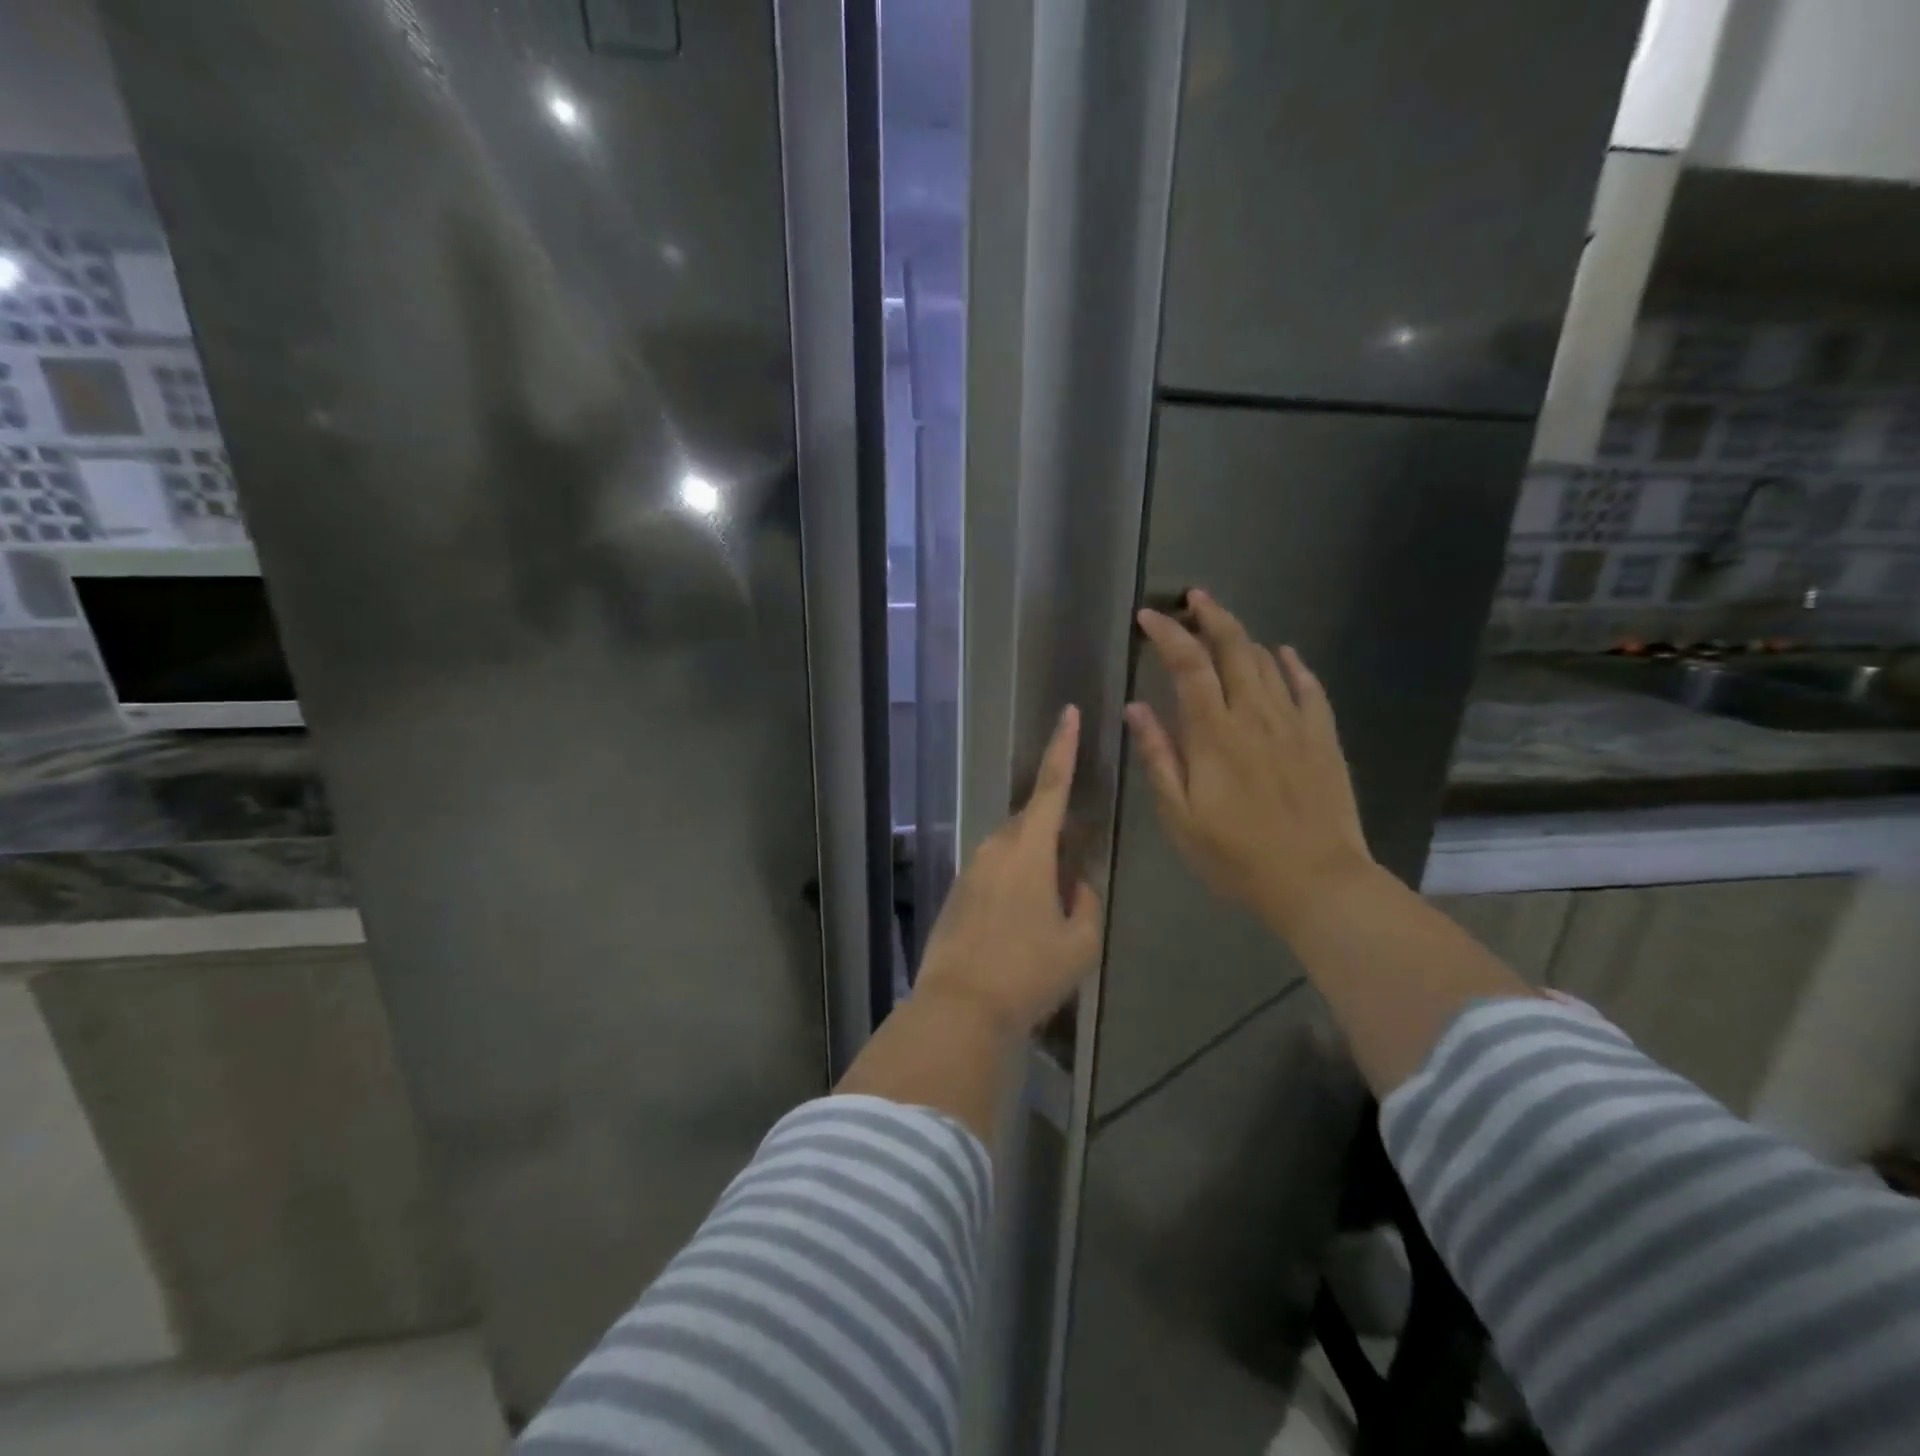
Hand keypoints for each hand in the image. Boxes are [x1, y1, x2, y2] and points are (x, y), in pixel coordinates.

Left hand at [915, 706, 1102, 1034]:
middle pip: (1032, 823)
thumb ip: (1085, 902)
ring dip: (1034, 865)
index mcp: (1028, 850)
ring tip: (1048, 910)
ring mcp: (971, 869)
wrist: (960, 1007)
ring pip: (1012, 851)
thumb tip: (1075, 884)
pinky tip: (1020, 926)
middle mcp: (995, 848)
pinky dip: (1014, 885)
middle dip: (1054, 833)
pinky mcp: (957, 892)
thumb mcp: (1080, 942)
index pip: (1052, 786)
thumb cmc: (1028, 972)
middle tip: (1073, 869)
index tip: (1070, 713)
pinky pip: (994, 873)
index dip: (1064, 747)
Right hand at [1126, 591, 1373, 933]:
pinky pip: (1310, 688)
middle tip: (1192, 598)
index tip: (1148, 616)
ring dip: (1244, 637)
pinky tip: (1285, 654)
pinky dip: (1294, 665)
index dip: (1167, 634)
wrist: (1317, 882)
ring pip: (1269, 662)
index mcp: (1214, 734)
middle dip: (1211, 616)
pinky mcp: (1323, 738)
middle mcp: (1255, 716)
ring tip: (1224, 626)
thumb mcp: (1180, 816)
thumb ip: (1159, 757)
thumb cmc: (1236, 856)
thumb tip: (1136, 708)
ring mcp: (1294, 724)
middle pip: (1234, 648)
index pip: (1187, 665)